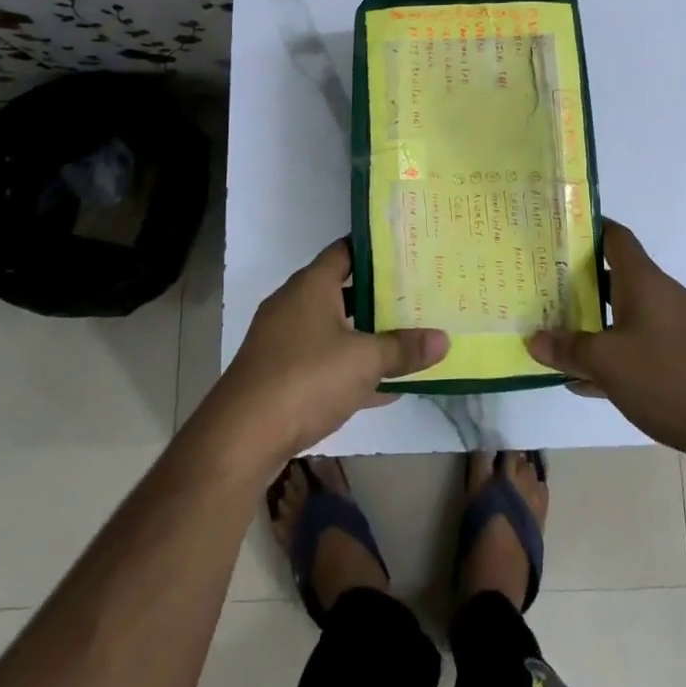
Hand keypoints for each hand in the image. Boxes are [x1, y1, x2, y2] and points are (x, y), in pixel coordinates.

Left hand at [204, 239, 447, 470]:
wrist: (241, 437)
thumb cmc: (306, 378)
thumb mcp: (365, 361)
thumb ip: (404, 348)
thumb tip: (444, 338)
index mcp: (311, 285)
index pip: (345, 250)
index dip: (375, 249)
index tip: (406, 251)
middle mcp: (294, 304)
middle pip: (341, 290)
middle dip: (377, 295)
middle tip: (417, 294)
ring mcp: (283, 341)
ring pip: (333, 329)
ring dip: (364, 335)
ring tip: (407, 336)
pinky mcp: (279, 375)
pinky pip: (323, 362)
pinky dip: (349, 369)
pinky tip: (383, 388)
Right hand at [527, 220, 685, 459]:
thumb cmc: (671, 377)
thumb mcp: (608, 363)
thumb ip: (569, 349)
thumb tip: (534, 339)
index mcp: (643, 281)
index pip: (614, 236)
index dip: (586, 227)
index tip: (554, 229)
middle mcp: (658, 296)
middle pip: (612, 276)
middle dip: (575, 280)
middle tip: (538, 283)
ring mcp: (671, 328)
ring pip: (620, 314)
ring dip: (589, 322)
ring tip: (551, 329)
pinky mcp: (679, 359)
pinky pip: (633, 346)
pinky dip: (609, 355)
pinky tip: (582, 380)